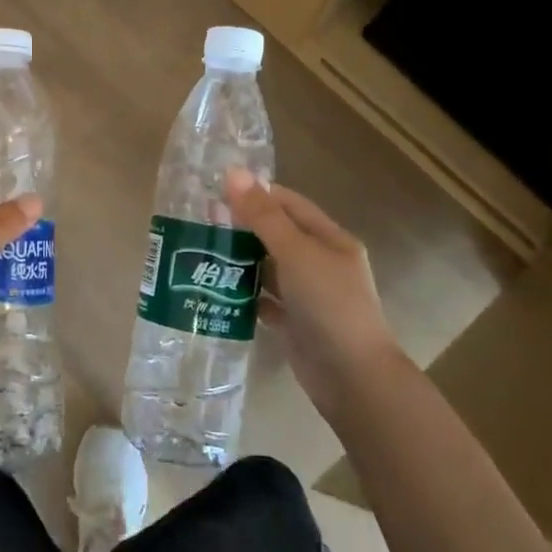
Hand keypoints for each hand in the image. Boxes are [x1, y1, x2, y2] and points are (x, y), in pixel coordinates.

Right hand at [225, 168, 402, 426]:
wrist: (352, 379)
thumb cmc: (329, 304)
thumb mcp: (295, 252)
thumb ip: (263, 215)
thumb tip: (233, 172)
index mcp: (329, 239)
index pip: (289, 204)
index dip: (256, 194)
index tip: (216, 190)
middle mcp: (320, 263)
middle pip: (276, 235)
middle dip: (242, 227)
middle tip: (200, 221)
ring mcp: (307, 295)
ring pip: (268, 268)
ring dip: (239, 260)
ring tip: (199, 251)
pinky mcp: (294, 323)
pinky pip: (263, 301)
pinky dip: (243, 294)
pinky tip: (214, 289)